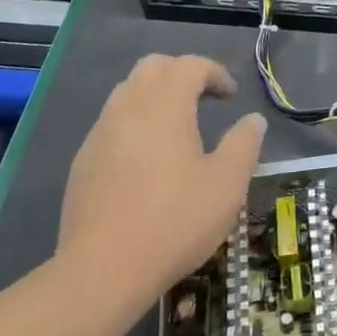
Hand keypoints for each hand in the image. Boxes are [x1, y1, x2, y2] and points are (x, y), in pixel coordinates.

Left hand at [58, 54, 264, 306]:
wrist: (102, 270)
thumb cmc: (175, 221)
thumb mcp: (227, 184)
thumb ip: (244, 144)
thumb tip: (253, 120)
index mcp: (165, 105)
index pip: (189, 65)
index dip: (215, 72)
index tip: (231, 97)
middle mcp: (128, 107)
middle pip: (153, 67)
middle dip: (181, 74)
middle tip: (204, 100)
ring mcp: (100, 134)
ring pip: (128, 92)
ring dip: (155, 97)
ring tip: (177, 128)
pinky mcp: (83, 162)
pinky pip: (112, 123)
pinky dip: (135, 123)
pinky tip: (147, 160)